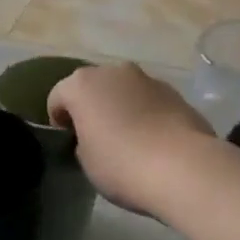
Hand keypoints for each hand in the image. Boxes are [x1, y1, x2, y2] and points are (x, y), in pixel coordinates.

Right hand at [47, 64, 212, 214]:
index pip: (57, 97)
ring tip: (127, 140)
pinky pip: (148, 101)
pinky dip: (145, 114)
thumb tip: (94, 137)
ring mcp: (148, 79)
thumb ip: (83, 142)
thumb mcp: (86, 161)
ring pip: (123, 91)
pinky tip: (151, 141)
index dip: (58, 121)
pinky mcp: (175, 93)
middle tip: (95, 139)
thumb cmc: (121, 164)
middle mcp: (114, 71)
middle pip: (93, 87)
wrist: (183, 168)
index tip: (68, 143)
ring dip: (120, 108)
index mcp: (82, 85)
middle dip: (91, 108)